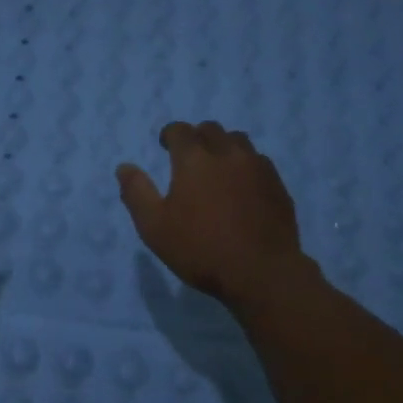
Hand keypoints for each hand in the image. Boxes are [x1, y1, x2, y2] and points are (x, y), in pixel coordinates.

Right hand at [116, 121, 312, 306]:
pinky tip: (242, 187)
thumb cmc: (201, 250)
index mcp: (194, 160)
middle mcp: (228, 154)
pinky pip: (259, 162)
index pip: (180, 131)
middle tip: (189, 157)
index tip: (165, 145)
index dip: (170, 135)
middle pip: (211, 130)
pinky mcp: (278, 184)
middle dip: (197, 137)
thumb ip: (137, 193)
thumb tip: (124, 167)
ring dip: (224, 147)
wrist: (261, 272)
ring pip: (239, 141)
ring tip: (218, 168)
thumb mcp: (155, 227)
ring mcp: (258, 167)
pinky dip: (246, 166)